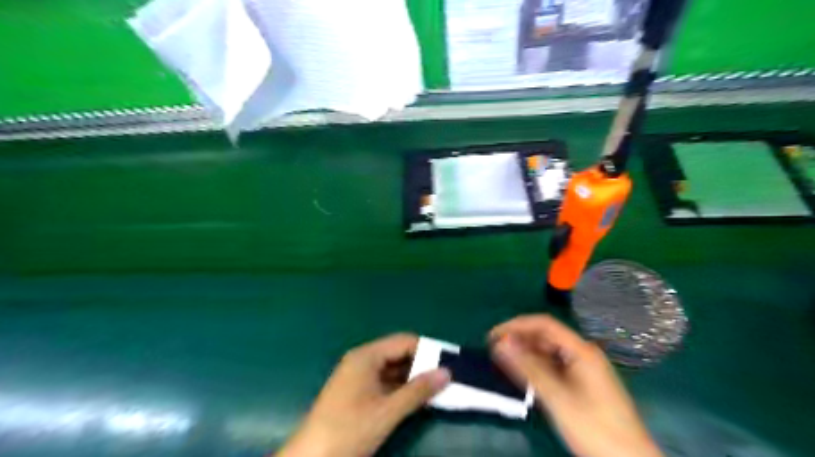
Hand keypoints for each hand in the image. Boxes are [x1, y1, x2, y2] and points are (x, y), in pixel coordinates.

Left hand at [276, 332, 448, 455]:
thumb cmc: (349, 429)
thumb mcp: (387, 411)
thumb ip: (418, 390)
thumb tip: (447, 372)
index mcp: (366, 356)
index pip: (404, 342)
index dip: (427, 349)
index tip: (449, 361)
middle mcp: (362, 360)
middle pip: (398, 353)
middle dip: (422, 364)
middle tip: (447, 376)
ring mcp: (358, 377)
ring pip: (393, 369)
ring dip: (413, 378)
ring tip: (438, 387)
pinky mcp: (357, 393)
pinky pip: (385, 382)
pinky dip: (402, 388)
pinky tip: (417, 399)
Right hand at [489, 313, 660, 455]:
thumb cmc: (594, 428)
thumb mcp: (557, 398)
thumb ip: (528, 368)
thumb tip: (501, 344)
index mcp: (581, 351)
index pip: (544, 324)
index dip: (516, 326)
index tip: (493, 336)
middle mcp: (582, 354)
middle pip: (546, 336)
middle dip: (519, 339)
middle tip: (494, 351)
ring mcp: (584, 369)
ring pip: (549, 352)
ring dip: (526, 353)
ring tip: (503, 362)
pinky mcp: (582, 383)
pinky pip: (554, 366)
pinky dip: (536, 367)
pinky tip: (523, 375)